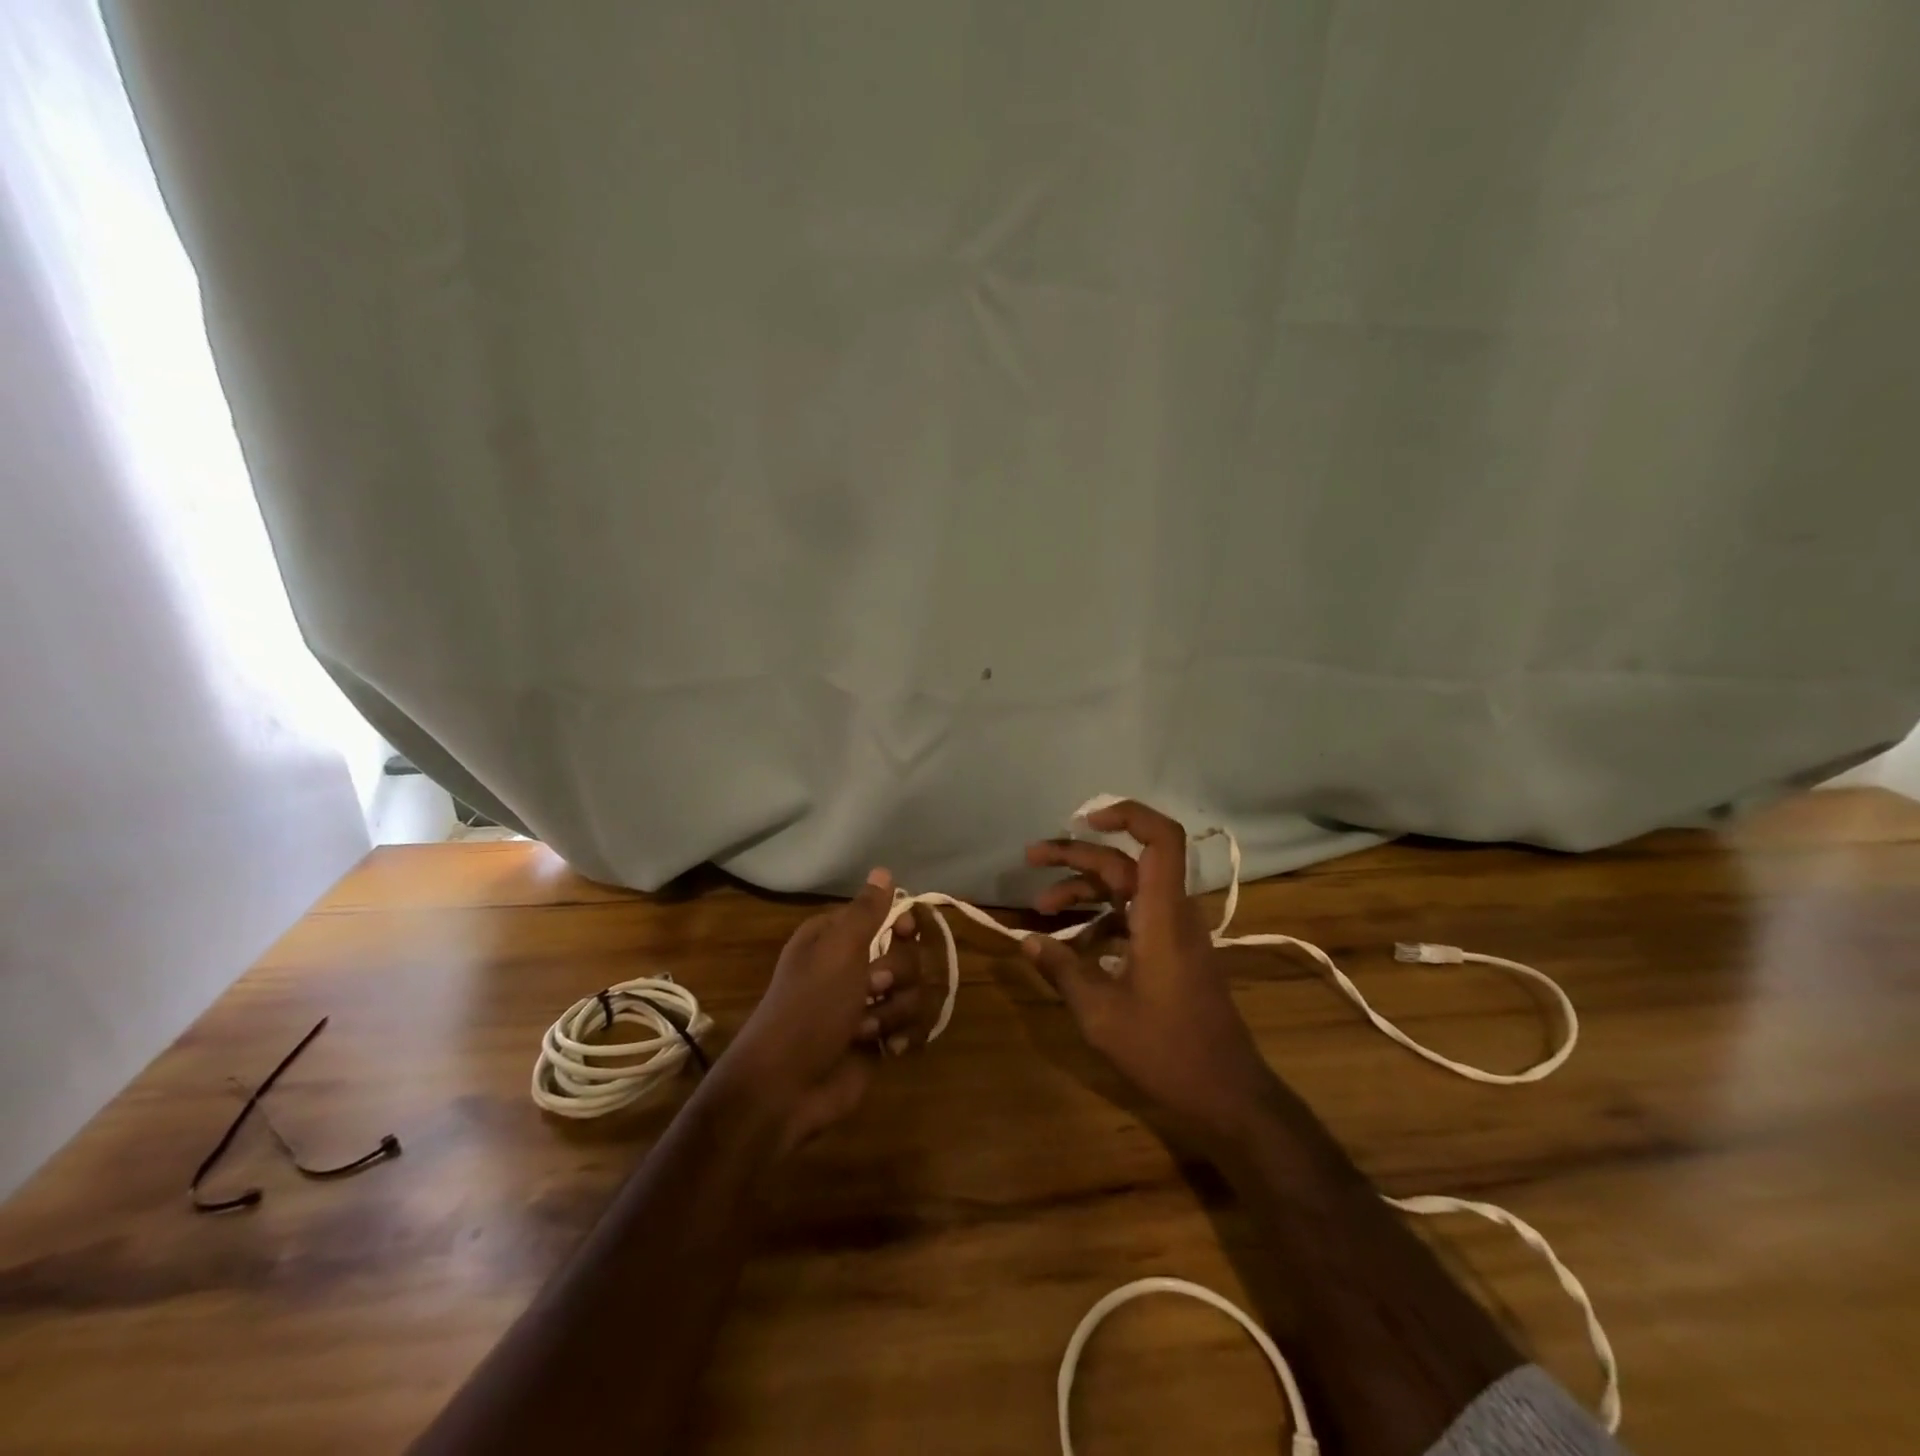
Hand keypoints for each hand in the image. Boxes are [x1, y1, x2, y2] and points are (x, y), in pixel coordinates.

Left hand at [719, 870, 937, 1152]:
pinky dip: (902, 1036)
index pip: (887, 914)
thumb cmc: (809, 1007)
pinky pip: (912, 1025)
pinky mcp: (877, 1040)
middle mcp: (854, 966)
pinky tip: (887, 1048)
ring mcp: (867, 1005)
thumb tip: (883, 870)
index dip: (903, 923)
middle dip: (896, 975)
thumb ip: (866, 911)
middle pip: (909, 954)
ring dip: (895, 1011)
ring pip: (914, 992)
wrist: (786, 1087)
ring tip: (866, 1030)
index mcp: (837, 938)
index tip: (905, 933)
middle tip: (870, 990)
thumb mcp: (837, 950)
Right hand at [1021, 801, 1273, 1139]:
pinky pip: (1133, 918)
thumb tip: (1025, 941)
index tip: (1084, 820)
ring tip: (1041, 907)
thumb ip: (1062, 970)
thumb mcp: (1101, 1013)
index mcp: (1162, 914)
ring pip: (1126, 890)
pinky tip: (1071, 944)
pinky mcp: (1173, 954)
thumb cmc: (1166, 1050)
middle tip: (1031, 858)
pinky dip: (1100, 920)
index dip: (1128, 815)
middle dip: (1077, 856)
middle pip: (1125, 863)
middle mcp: (1172, 913)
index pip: (1162, 839)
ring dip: (1084, 891)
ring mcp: (1174, 933)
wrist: (1227, 1094)